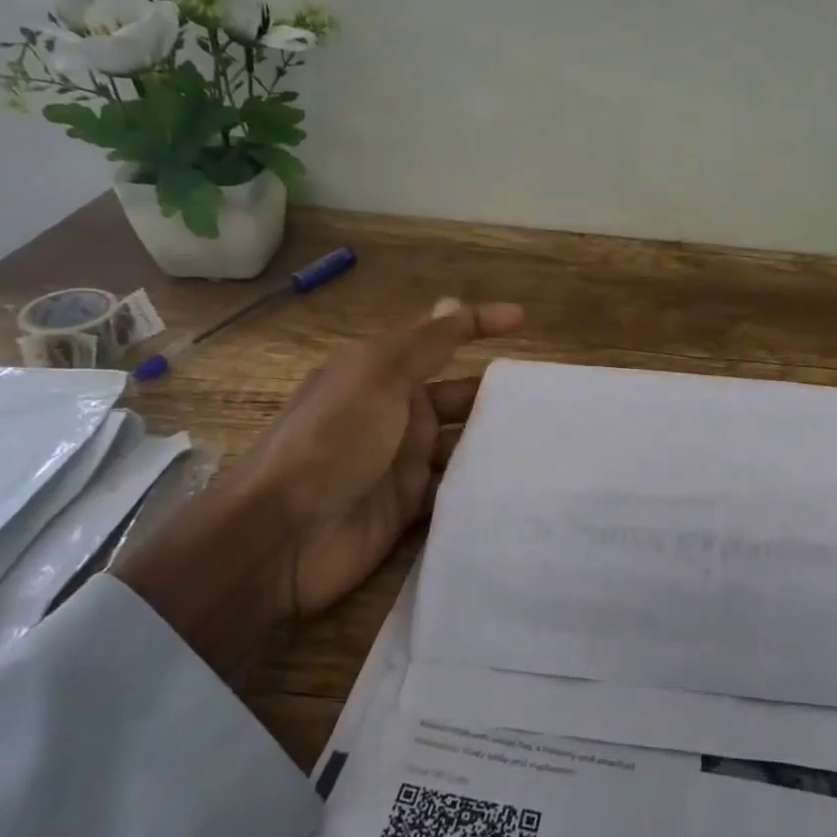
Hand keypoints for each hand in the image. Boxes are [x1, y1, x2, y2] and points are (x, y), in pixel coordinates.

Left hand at [117, 298, 523, 682]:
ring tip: (552, 444)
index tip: (523, 319)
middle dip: (498, 396)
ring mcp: (402, 464)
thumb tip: (454, 301)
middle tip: (552, 401)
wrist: (284, 534)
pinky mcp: (409, 509)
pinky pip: (454, 491)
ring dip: (496, 443)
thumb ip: (423, 344)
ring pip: (462, 446)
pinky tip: (523, 485)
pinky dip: (482, 486)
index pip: (438, 340)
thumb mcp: (377, 375)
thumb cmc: (332, 440)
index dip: (477, 325)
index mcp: (382, 375)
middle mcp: (395, 415)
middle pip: (459, 398)